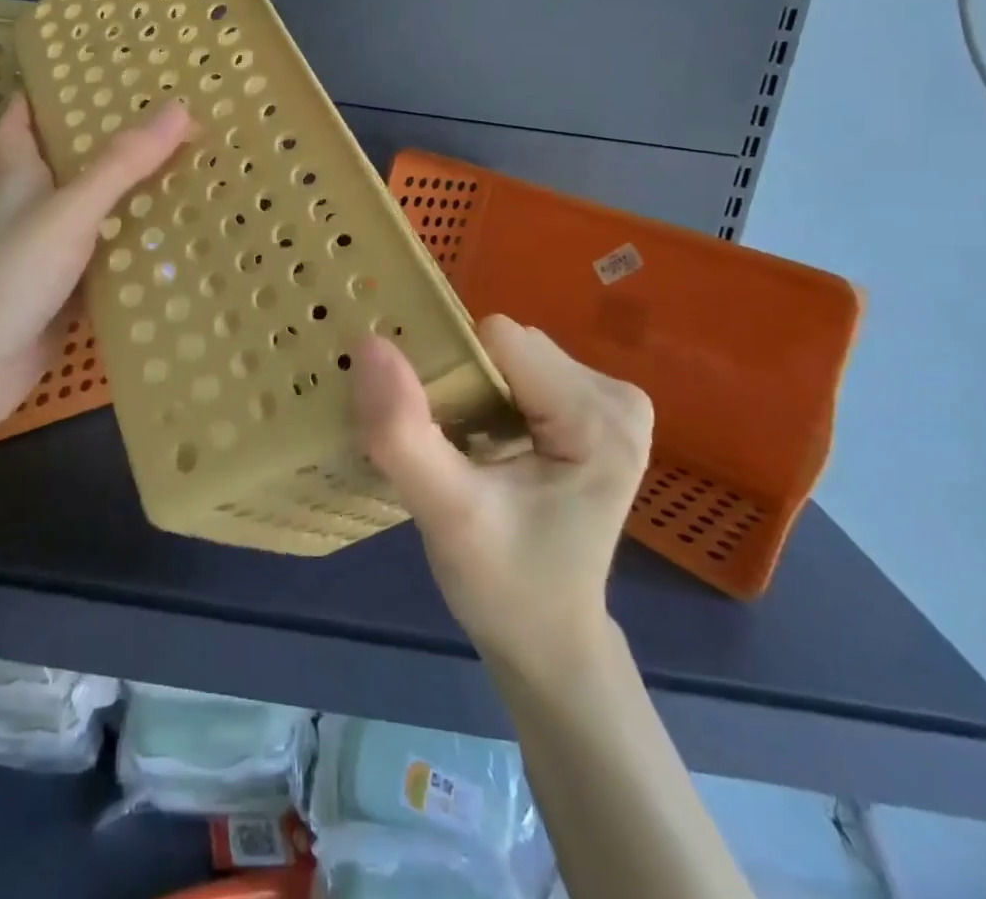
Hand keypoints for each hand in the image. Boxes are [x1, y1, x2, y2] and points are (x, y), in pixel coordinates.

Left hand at [0, 94, 190, 431]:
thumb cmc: (13, 275)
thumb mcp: (71, 211)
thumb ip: (121, 164)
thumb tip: (179, 110)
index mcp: (21, 179)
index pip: (19, 123)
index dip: (39, 96)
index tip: (77, 77)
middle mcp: (32, 211)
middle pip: (67, 166)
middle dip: (106, 146)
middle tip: (162, 126)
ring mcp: (47, 255)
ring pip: (92, 215)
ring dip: (127, 199)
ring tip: (182, 178)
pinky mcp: (64, 294)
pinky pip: (105, 262)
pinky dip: (132, 252)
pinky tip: (170, 247)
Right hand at [351, 315, 652, 674]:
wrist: (549, 644)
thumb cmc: (505, 588)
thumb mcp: (445, 514)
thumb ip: (404, 432)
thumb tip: (369, 343)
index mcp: (600, 418)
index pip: (498, 341)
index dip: (450, 371)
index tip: (433, 426)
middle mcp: (616, 396)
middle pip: (504, 345)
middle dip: (460, 381)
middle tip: (444, 443)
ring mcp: (609, 402)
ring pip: (505, 354)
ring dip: (469, 389)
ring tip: (458, 446)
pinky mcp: (592, 412)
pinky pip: (517, 371)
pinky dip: (485, 397)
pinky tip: (479, 444)